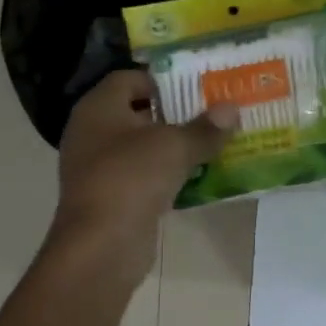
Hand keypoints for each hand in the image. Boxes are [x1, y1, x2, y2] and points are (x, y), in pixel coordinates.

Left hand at [48, 69, 235, 280]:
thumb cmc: (132, 178)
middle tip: (213, 113)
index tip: (197, 87)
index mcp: (98, 108)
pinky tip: (199, 175)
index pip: (130, 79)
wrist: (102, 246)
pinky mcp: (112, 197)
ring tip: (213, 142)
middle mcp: (92, 132)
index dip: (163, 80)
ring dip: (174, 146)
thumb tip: (232, 109)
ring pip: (143, 146)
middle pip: (138, 112)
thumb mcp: (175, 146)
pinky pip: (144, 175)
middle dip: (176, 113)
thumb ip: (205, 128)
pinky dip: (168, 173)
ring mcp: (99, 167)